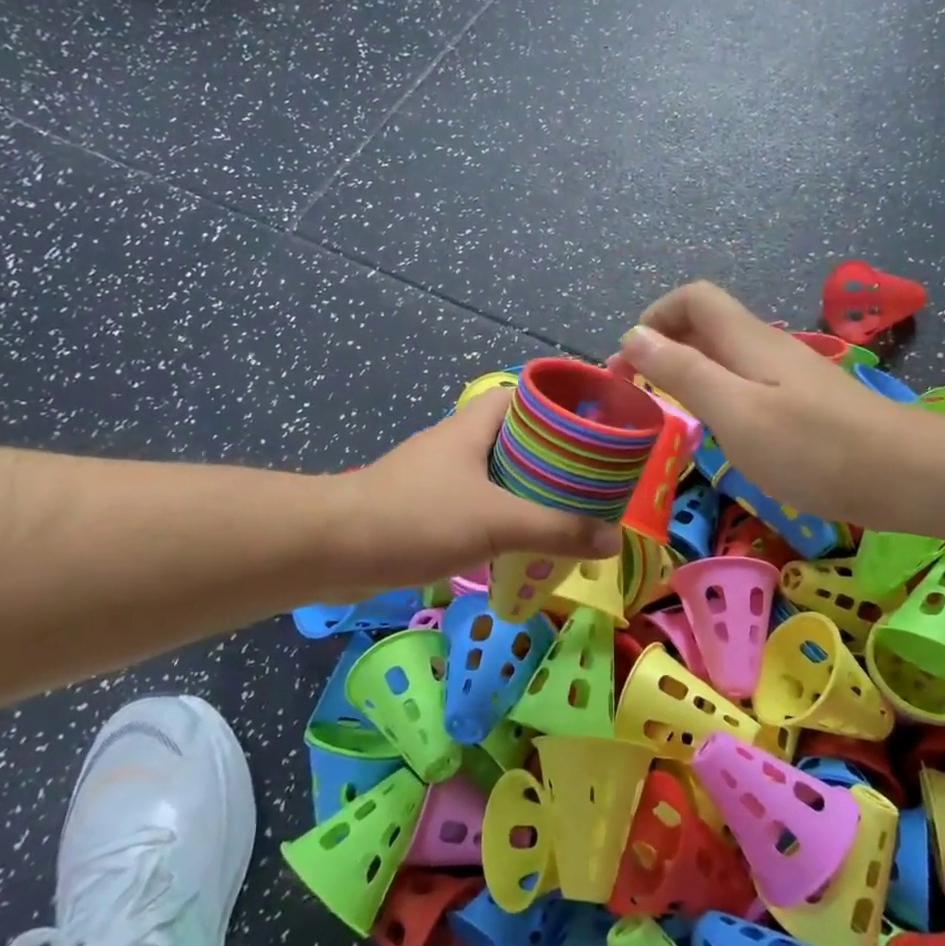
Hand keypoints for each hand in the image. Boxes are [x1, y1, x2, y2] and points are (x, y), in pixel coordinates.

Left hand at [332, 389, 622, 594]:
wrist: (333, 549)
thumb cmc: (416, 518)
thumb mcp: (495, 521)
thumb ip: (555, 530)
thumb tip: (611, 539)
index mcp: (474, 426)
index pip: (526, 396)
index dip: (562, 405)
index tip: (598, 428)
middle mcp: (459, 444)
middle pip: (518, 438)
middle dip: (555, 457)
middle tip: (594, 481)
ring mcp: (440, 476)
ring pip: (498, 474)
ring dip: (530, 490)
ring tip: (571, 513)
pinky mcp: (427, 508)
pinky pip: (479, 504)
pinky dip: (504, 517)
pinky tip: (523, 542)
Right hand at [615, 282, 916, 528]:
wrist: (904, 475)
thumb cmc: (813, 448)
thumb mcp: (735, 411)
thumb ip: (683, 372)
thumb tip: (633, 335)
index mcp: (746, 340)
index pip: (692, 298)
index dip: (654, 317)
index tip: (629, 363)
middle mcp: (765, 346)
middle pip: (704, 325)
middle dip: (663, 347)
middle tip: (637, 394)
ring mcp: (787, 373)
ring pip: (724, 355)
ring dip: (687, 372)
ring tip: (668, 412)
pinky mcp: (802, 401)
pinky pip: (744, 382)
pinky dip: (716, 394)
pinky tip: (718, 430)